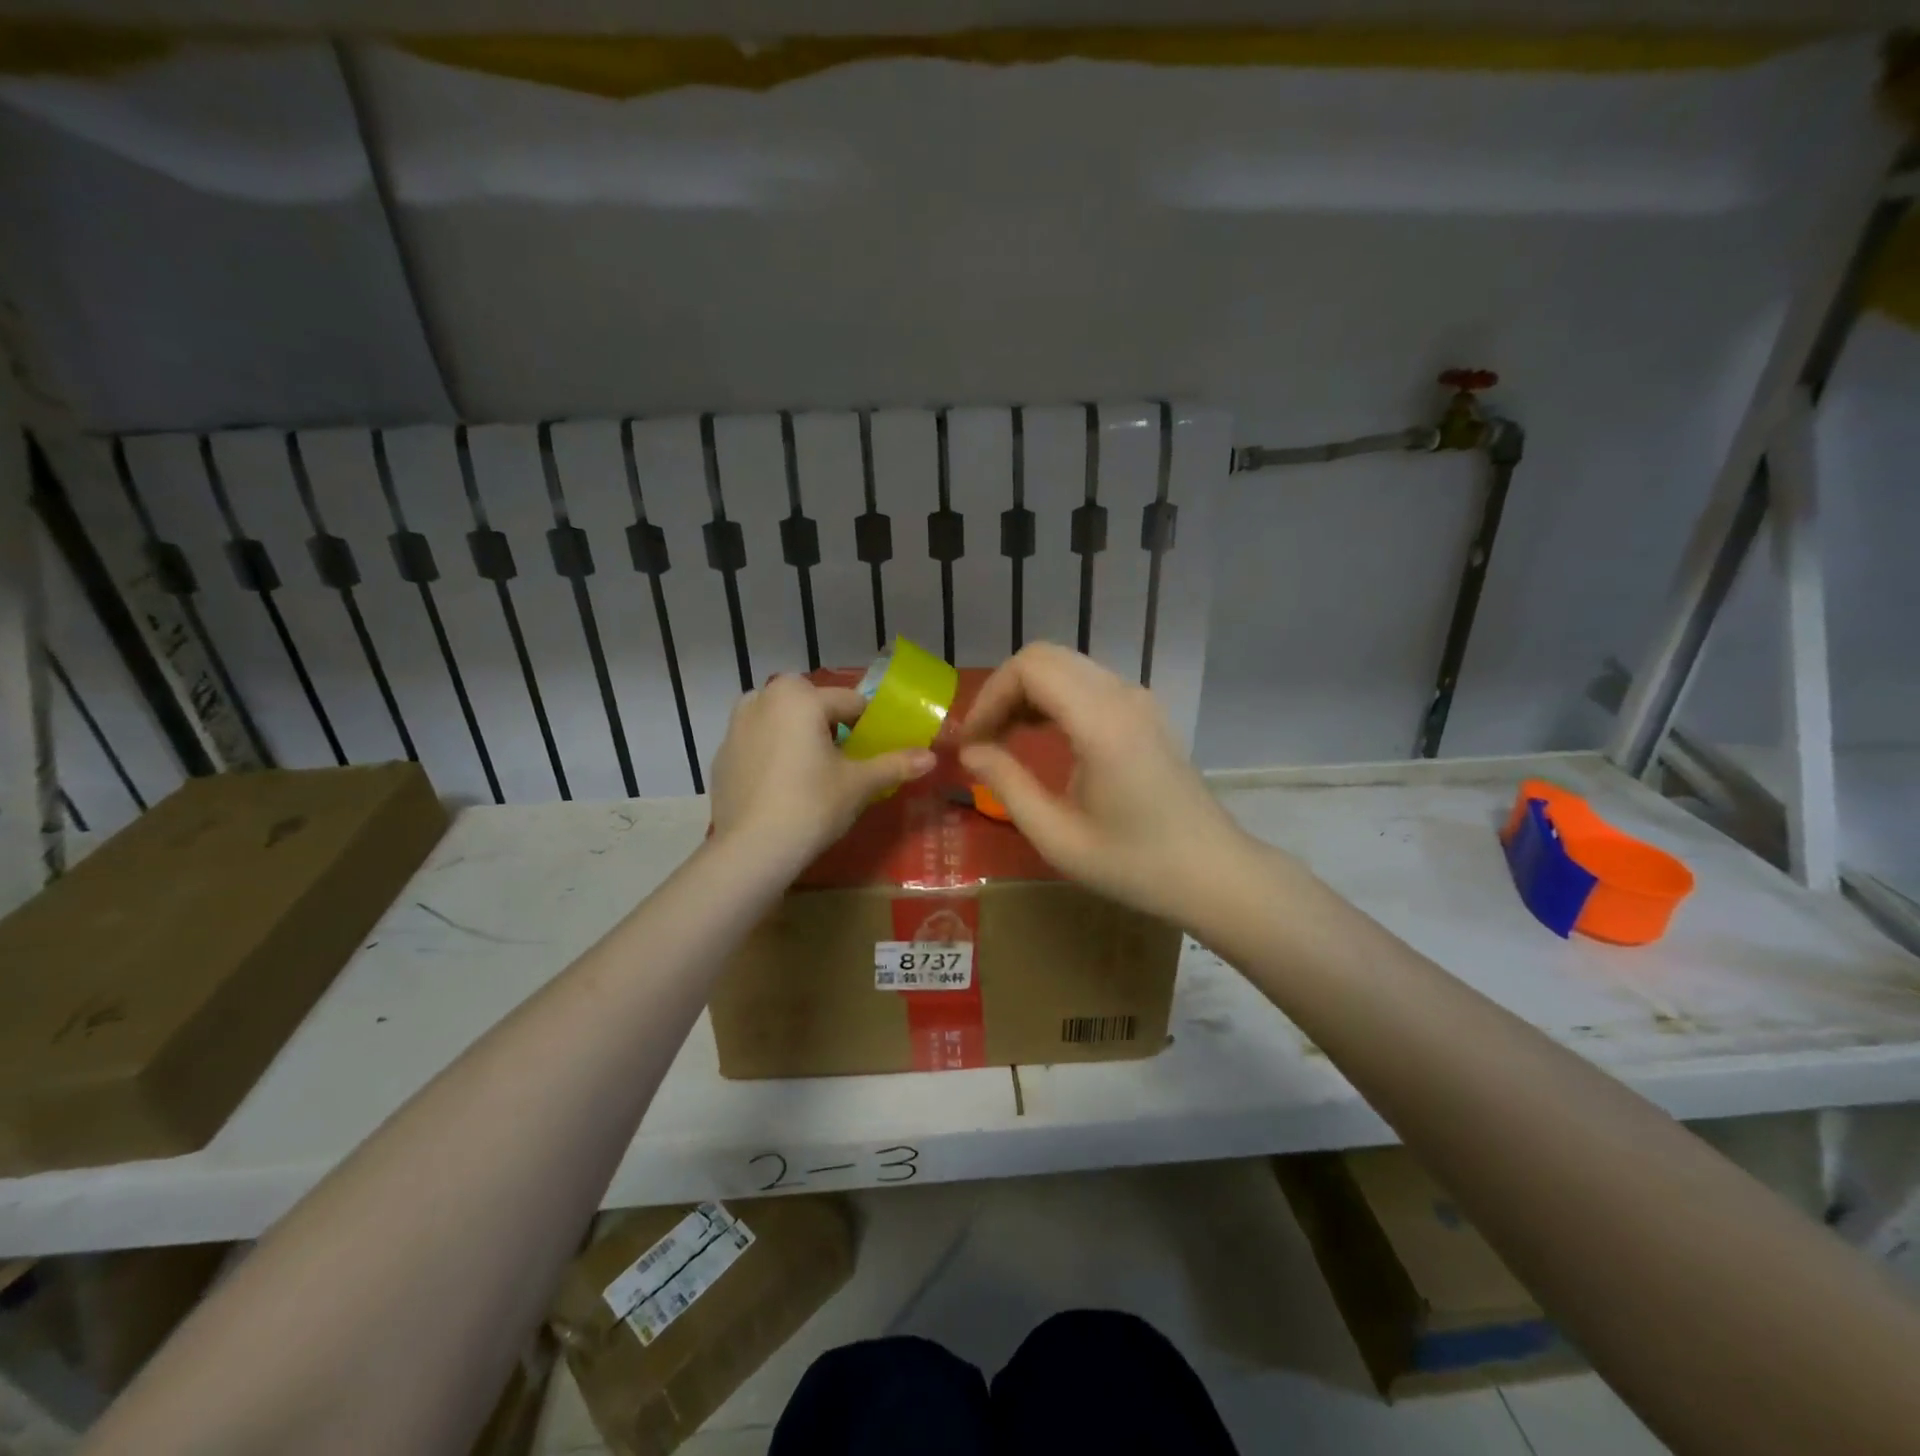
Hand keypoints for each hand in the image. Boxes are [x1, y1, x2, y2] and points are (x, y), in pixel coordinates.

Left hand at [709, 676, 934, 867]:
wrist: (752, 850)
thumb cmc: (812, 805)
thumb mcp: (860, 784)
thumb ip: (895, 764)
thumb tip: (932, 757)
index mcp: (799, 697)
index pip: (849, 702)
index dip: (867, 726)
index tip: (873, 752)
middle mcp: (762, 698)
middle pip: (809, 705)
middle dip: (827, 725)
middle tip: (842, 763)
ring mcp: (735, 727)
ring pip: (779, 720)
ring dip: (796, 734)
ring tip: (810, 773)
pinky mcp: (721, 756)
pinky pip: (757, 744)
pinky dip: (771, 755)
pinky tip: (781, 789)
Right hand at [959, 644, 1253, 924]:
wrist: (1212, 873)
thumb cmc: (1134, 864)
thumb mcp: (1057, 837)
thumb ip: (1007, 785)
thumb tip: (970, 752)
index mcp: (1101, 722)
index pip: (1030, 668)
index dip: (989, 696)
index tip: (971, 741)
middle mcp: (1122, 695)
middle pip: (1045, 657)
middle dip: (1003, 691)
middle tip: (982, 739)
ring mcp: (1139, 699)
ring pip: (1066, 665)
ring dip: (1027, 693)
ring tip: (1004, 739)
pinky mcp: (1145, 711)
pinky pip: (1087, 682)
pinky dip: (1053, 697)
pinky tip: (1041, 736)